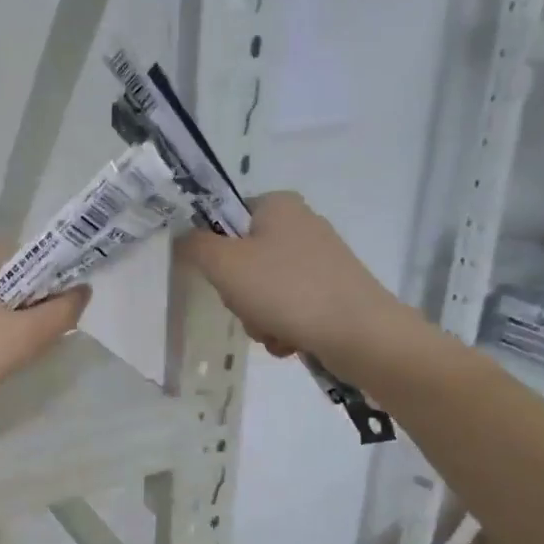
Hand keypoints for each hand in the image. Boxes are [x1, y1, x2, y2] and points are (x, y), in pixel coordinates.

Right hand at [177, 192, 407, 367]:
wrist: (360, 333)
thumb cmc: (287, 289)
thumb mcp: (225, 264)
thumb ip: (194, 246)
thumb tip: (183, 238)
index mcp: (277, 204)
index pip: (225, 218)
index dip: (213, 250)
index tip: (219, 276)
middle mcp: (300, 224)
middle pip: (242, 260)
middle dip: (239, 295)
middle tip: (248, 306)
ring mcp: (319, 260)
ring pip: (262, 290)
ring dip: (257, 317)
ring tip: (273, 330)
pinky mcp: (331, 291)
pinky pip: (288, 308)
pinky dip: (281, 327)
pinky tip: (290, 340)